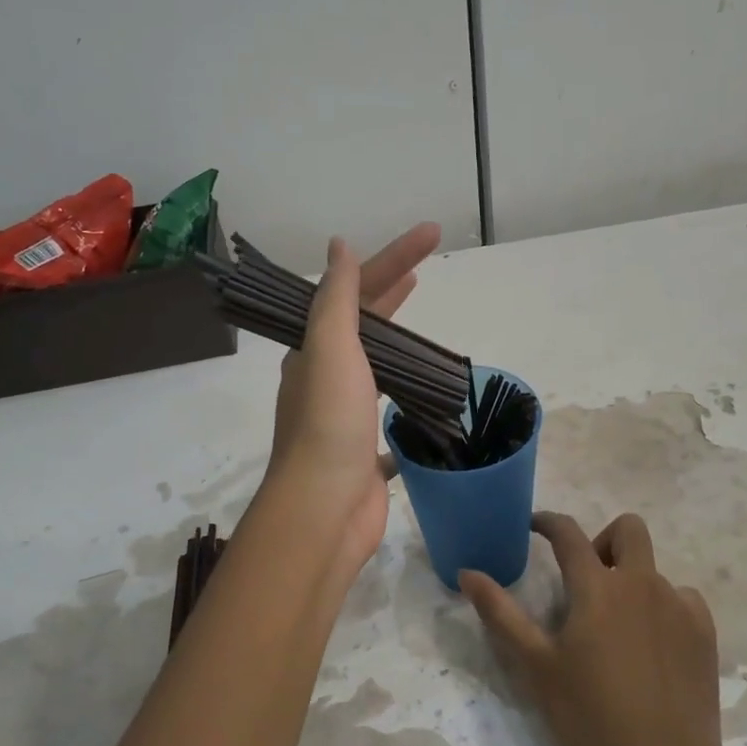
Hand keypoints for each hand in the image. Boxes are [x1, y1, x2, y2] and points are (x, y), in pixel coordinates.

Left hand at [269, 223, 439, 576]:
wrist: (324, 511)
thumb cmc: (329, 424)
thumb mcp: (330, 349)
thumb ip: (338, 299)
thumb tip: (338, 247)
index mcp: (314, 352)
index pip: (357, 292)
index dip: (393, 259)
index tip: (432, 234)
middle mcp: (326, 380)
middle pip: (365, 327)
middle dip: (393, 292)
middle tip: (427, 268)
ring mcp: (346, 418)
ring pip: (377, 370)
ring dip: (399, 346)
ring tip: (428, 331)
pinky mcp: (366, 452)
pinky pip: (389, 416)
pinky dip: (407, 402)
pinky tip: (427, 399)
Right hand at [461, 512, 730, 745]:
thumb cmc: (591, 717)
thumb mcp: (536, 666)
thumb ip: (500, 614)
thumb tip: (467, 572)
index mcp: (597, 587)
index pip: (568, 533)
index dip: (548, 522)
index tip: (534, 526)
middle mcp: (642, 583)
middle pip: (628, 528)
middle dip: (603, 540)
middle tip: (585, 580)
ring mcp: (680, 607)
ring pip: (654, 569)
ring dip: (632, 581)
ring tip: (617, 629)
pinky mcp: (705, 634)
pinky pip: (682, 600)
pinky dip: (662, 608)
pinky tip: (652, 648)